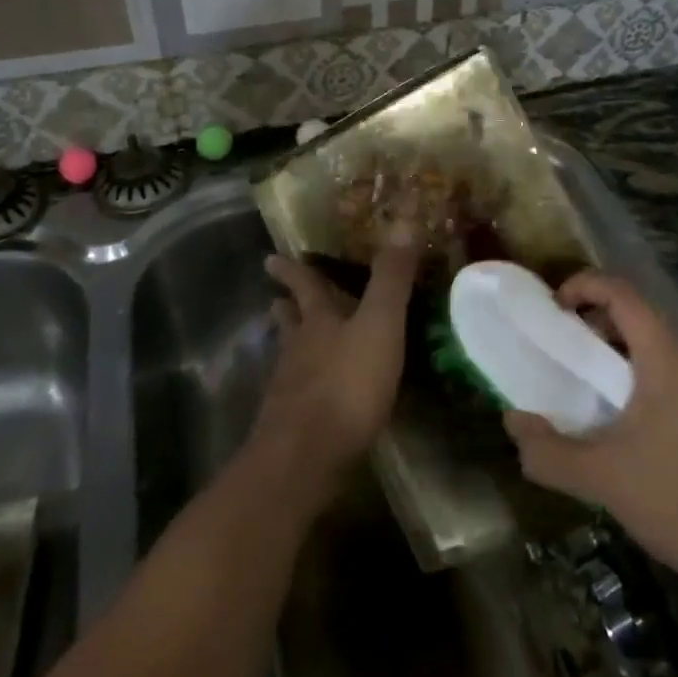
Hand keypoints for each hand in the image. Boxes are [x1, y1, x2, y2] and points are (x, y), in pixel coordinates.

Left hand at [255, 230, 420, 493]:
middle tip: (276, 297)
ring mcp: (290, 389)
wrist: (306, 457)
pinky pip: (297, 394)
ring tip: (290, 340)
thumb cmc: (347, 384)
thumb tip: (405, 219)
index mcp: (318, 322)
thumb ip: (391, 278)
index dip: (292, 270)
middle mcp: (298, 350)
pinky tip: (310, 394)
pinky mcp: (292, 425)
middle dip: (287, 307)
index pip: (304, 286)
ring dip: (290, 344)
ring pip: (289, 357)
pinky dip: (302, 384)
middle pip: (289, 322)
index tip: (271, 257)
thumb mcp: (379, 324)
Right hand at [503, 271, 677, 608]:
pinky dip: (646, 381)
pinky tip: (634, 431)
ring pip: (661, 348)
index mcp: (667, 355)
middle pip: (640, 315)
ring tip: (591, 393)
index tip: (552, 312)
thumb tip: (512, 424)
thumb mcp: (603, 478)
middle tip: (563, 355)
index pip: (620, 291)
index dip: (581, 286)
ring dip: (620, 356)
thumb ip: (548, 451)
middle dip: (595, 323)